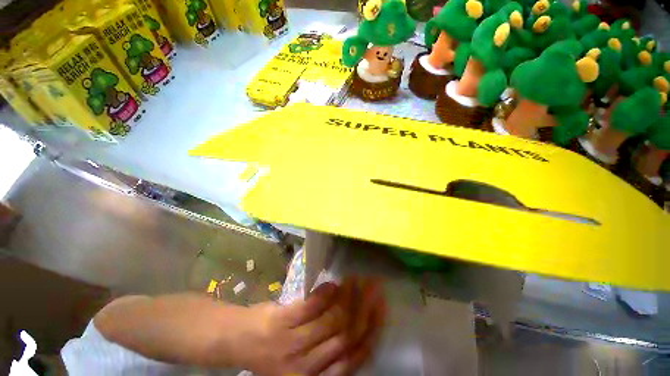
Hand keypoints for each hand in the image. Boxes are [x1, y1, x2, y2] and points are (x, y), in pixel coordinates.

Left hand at [243, 278, 385, 375]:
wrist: (239, 340)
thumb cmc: (275, 351)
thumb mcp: (305, 361)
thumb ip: (329, 351)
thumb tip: (358, 323)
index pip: (355, 357)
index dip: (372, 330)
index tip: (381, 306)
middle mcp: (308, 367)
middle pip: (347, 335)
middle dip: (365, 307)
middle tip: (374, 286)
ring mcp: (294, 344)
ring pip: (332, 319)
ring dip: (348, 296)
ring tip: (356, 279)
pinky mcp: (282, 322)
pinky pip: (311, 306)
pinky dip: (325, 293)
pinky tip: (333, 284)